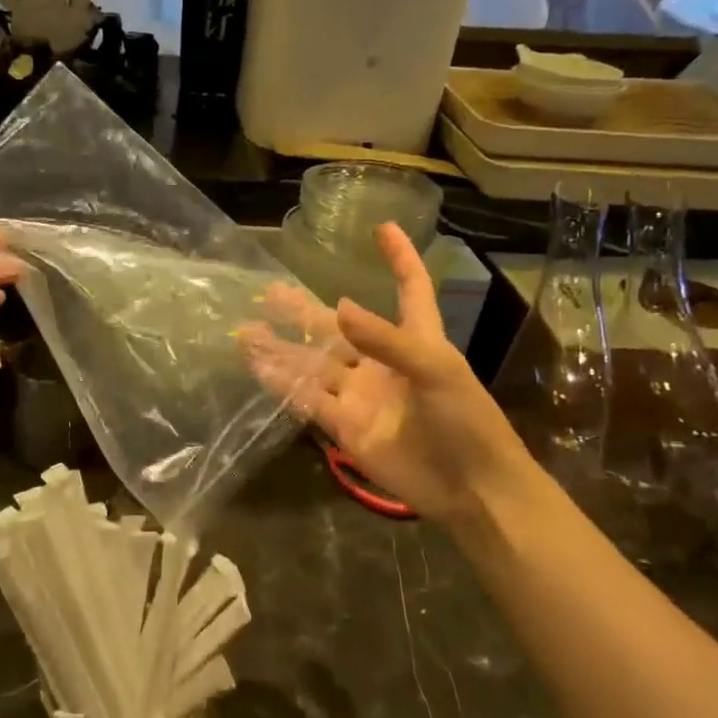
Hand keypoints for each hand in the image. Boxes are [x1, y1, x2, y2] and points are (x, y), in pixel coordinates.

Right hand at [241, 224, 530, 530]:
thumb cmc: (467, 421)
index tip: (383, 228)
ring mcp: (360, 395)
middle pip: (337, 327)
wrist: (471, 489)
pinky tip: (257, 367)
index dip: (399, 258)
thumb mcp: (436, 370)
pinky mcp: (345, 426)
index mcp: (416, 339)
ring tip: (246, 331)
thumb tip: (338, 306)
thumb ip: (386, 339)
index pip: (410, 289)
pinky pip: (307, 400)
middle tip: (268, 292)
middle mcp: (382, 362)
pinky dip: (282, 384)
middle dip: (303, 311)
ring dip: (281, 349)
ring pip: (313, 364)